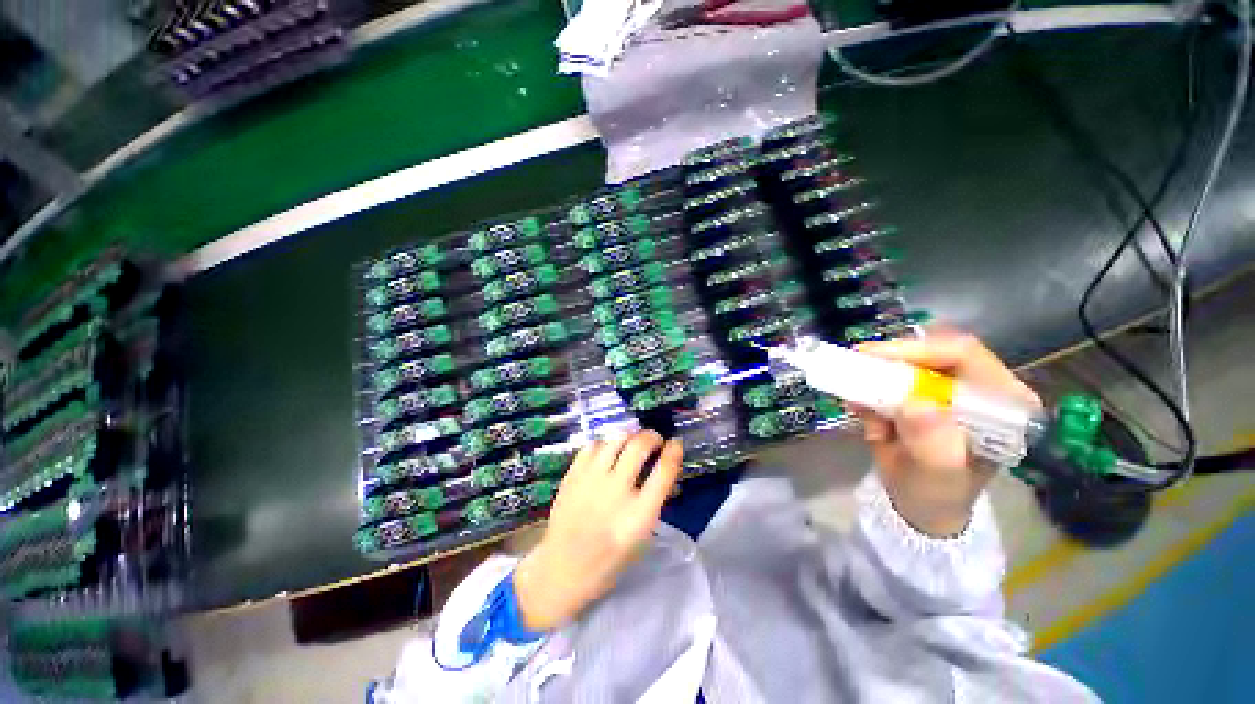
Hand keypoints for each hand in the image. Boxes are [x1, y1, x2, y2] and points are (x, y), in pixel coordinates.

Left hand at [513, 431, 682, 630]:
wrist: (562, 569)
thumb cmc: (608, 561)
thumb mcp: (641, 537)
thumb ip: (652, 502)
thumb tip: (661, 469)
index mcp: (639, 515)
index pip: (664, 471)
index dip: (673, 452)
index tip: (675, 443)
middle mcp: (616, 491)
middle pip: (639, 446)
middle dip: (652, 436)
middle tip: (654, 440)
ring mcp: (591, 480)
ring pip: (615, 439)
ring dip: (629, 435)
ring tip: (632, 441)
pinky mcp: (573, 476)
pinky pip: (592, 445)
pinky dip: (605, 443)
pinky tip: (607, 451)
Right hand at [851, 332, 1038, 537]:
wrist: (921, 506)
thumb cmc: (938, 495)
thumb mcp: (938, 477)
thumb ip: (933, 446)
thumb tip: (914, 405)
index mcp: (1002, 403)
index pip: (964, 354)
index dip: (917, 349)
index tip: (872, 357)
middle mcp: (978, 387)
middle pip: (930, 352)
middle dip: (889, 366)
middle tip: (853, 373)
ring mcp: (949, 388)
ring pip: (905, 364)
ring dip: (876, 385)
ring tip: (862, 412)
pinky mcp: (924, 393)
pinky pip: (889, 379)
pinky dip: (870, 393)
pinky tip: (865, 416)